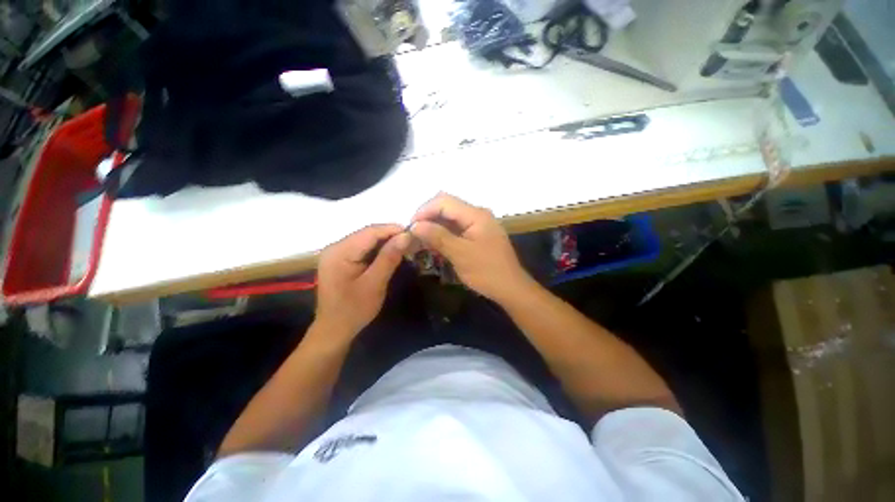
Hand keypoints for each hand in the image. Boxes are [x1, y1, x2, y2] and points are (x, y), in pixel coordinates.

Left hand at [315, 224, 410, 336]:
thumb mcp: (374, 284)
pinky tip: (390, 253)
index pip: (370, 232)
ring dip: (386, 242)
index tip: (414, 233)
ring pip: (366, 239)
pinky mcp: (341, 259)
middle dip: (390, 235)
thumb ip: (389, 258)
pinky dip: (378, 249)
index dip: (392, 229)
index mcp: (339, 252)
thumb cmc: (354, 310)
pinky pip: (362, 248)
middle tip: (411, 241)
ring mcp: (337, 253)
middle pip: (367, 234)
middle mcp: (335, 247)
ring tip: (405, 246)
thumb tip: (406, 236)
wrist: (334, 330)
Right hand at [410, 193, 531, 302]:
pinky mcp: (476, 235)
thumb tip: (415, 225)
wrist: (510, 288)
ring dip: (434, 227)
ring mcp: (478, 225)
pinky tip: (433, 245)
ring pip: (449, 218)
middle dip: (428, 218)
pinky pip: (455, 229)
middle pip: (446, 207)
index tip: (410, 227)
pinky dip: (443, 235)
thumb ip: (438, 236)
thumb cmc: (487, 271)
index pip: (444, 202)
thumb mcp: (460, 254)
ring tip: (419, 241)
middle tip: (414, 234)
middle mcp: (477, 214)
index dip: (424, 211)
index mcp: (476, 214)